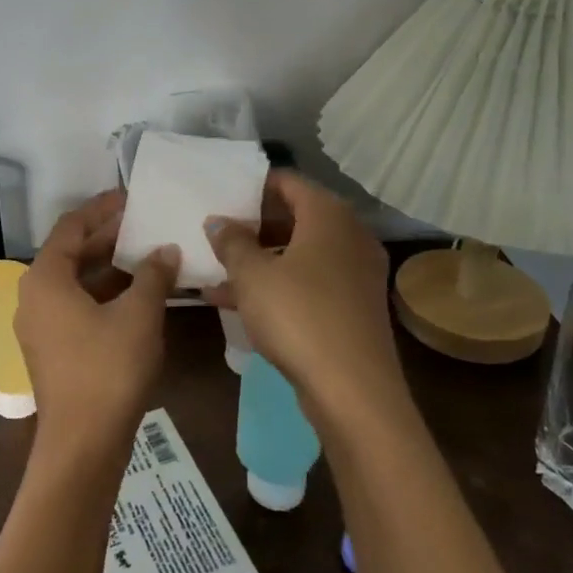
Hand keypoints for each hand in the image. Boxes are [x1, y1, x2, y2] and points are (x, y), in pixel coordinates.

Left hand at [15, 191, 178, 450]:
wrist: (83, 443)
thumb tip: (166, 250)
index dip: (102, 208)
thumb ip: (153, 275)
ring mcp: (40, 324)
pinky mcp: (51, 348)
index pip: (71, 226)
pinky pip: (76, 305)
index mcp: (45, 278)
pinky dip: (104, 294)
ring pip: (75, 281)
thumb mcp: (138, 315)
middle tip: (146, 224)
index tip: (132, 197)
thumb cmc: (108, 369)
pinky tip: (137, 294)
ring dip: (110, 267)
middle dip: (108, 237)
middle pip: (71, 252)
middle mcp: (34, 295)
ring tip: (148, 255)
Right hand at [203, 171, 406, 429]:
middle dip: (254, 225)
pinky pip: (309, 282)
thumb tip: (218, 220)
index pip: (289, 182)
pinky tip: (238, 303)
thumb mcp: (252, 275)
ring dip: (260, 259)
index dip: (254, 185)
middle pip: (296, 217)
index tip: (223, 194)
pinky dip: (278, 285)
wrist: (353, 390)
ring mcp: (356, 273)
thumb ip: (232, 242)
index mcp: (329, 216)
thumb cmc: (298, 316)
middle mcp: (349, 236)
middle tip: (217, 232)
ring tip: (217, 270)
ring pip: (300, 254)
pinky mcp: (353, 306)